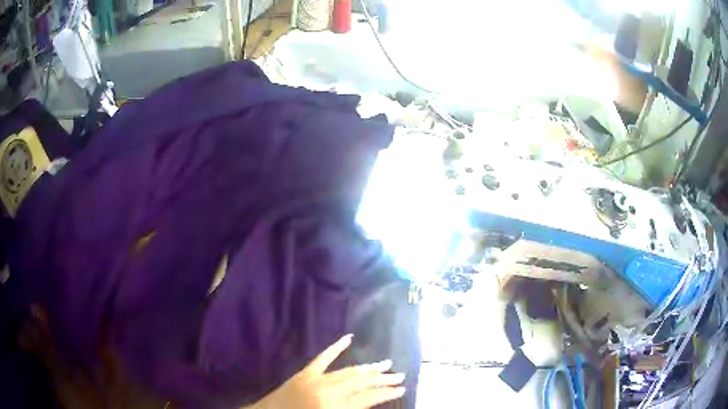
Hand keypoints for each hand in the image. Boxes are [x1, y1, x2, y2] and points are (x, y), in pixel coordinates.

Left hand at [251, 334, 405, 408]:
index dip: (387, 393)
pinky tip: (348, 338)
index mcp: (335, 407)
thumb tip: (372, 400)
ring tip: (385, 364)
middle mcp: (328, 391)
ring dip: (368, 367)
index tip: (403, 389)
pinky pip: (322, 358)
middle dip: (383, 378)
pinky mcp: (304, 373)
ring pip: (347, 370)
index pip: (368, 398)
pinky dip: (335, 348)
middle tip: (400, 375)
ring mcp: (315, 379)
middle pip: (361, 382)